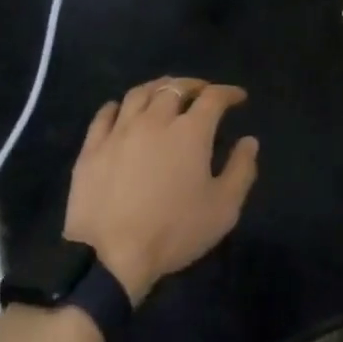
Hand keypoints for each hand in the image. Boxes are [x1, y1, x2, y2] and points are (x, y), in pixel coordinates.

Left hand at [63, 77, 259, 304]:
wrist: (110, 256)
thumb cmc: (173, 232)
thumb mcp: (223, 209)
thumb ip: (241, 170)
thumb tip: (249, 141)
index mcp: (190, 132)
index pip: (213, 97)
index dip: (228, 93)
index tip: (238, 97)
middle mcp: (155, 120)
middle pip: (175, 88)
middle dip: (193, 85)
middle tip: (202, 91)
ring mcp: (120, 131)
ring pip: (139, 94)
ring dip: (157, 88)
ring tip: (165, 93)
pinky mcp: (92, 147)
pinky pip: (105, 114)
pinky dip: (118, 106)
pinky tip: (121, 109)